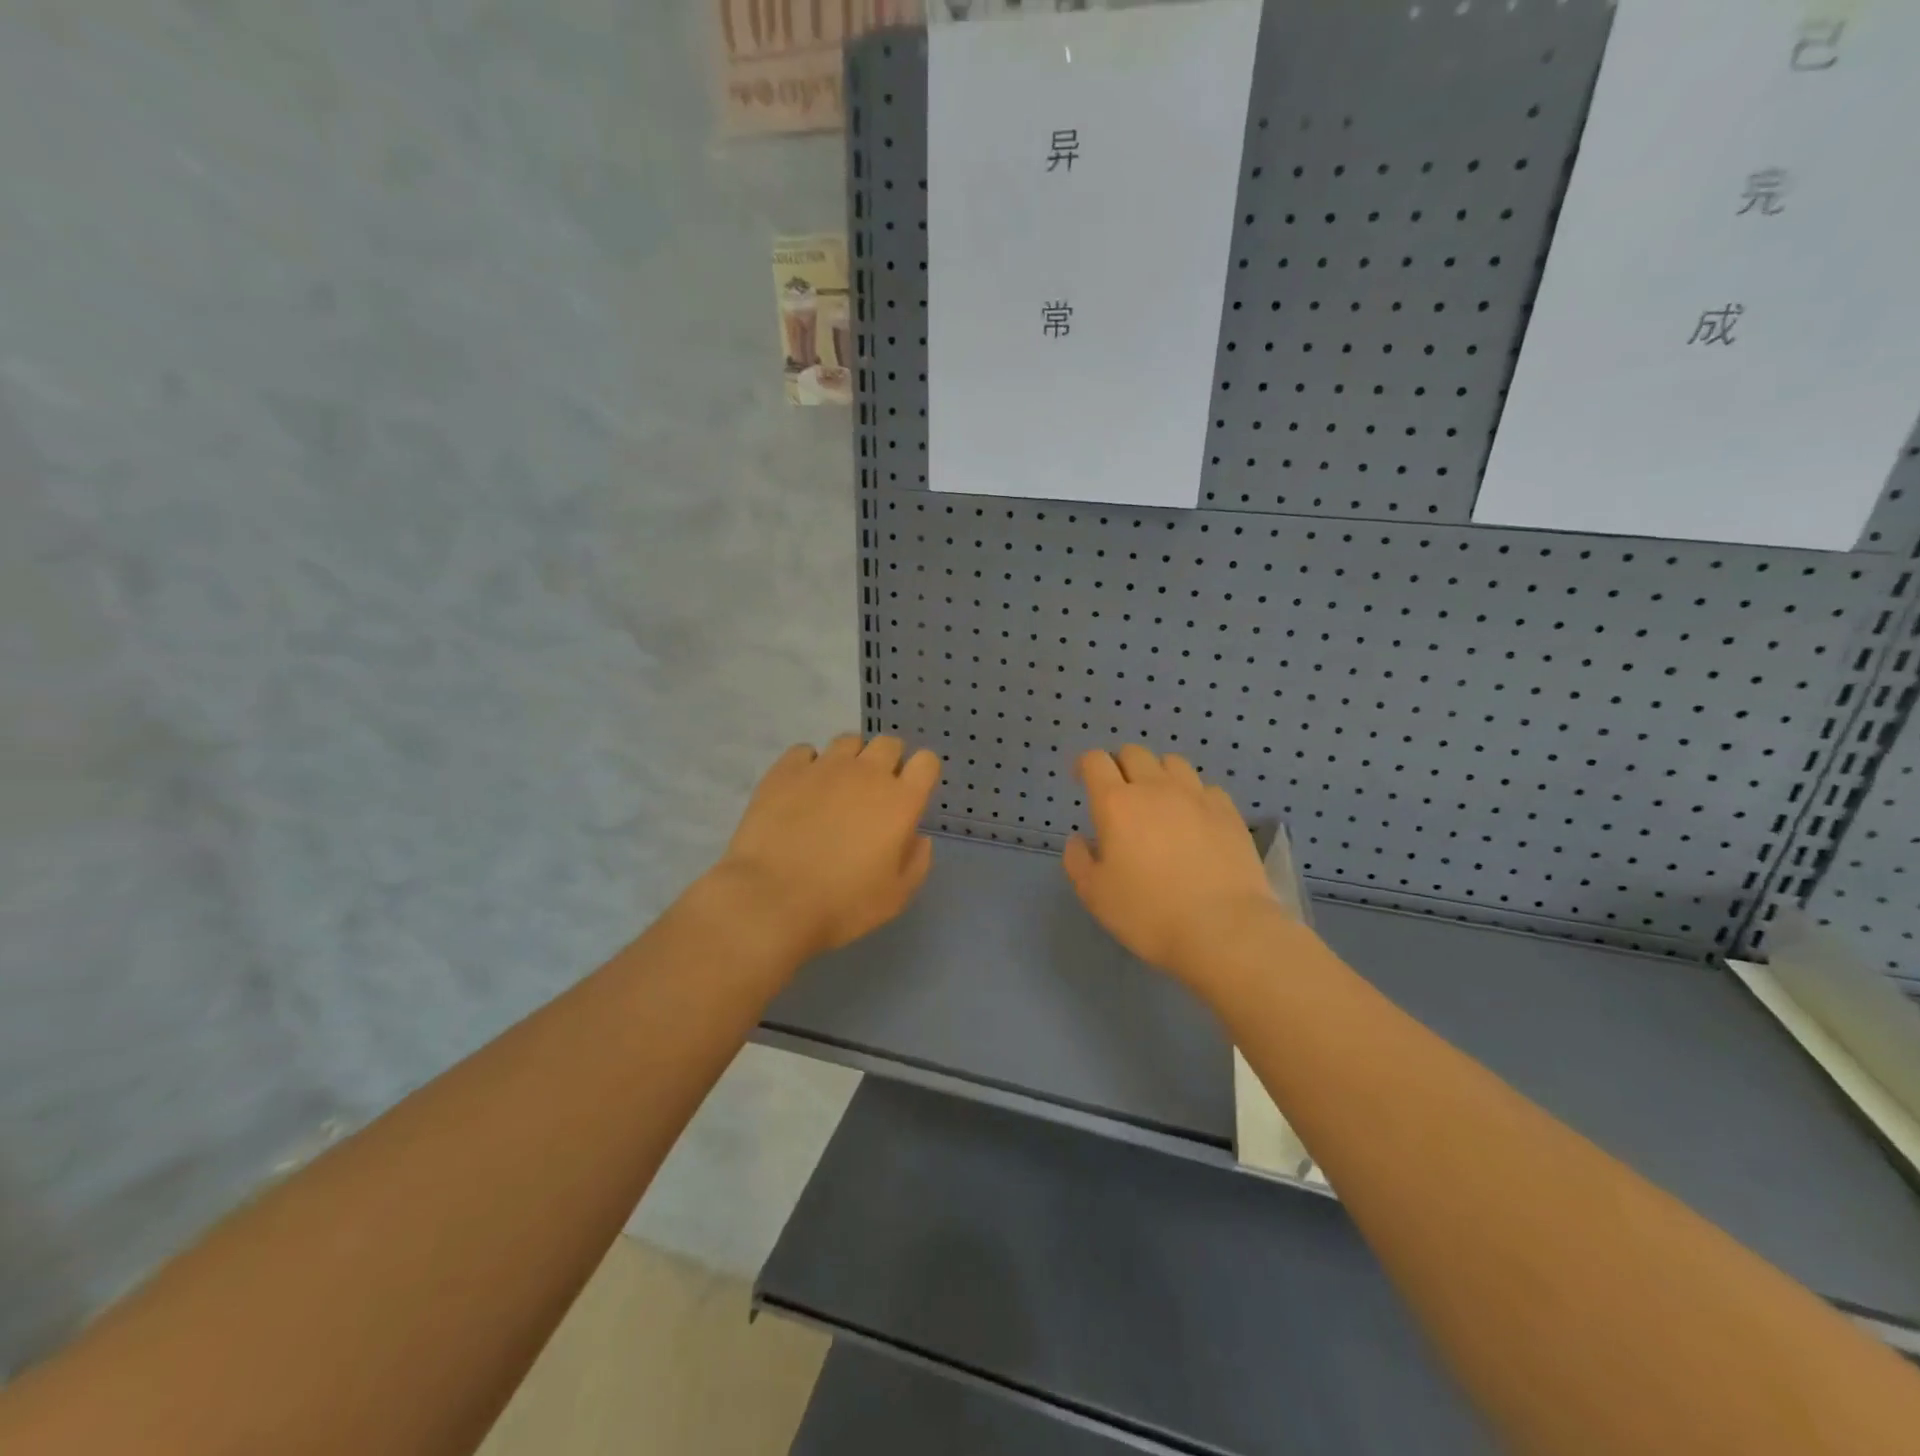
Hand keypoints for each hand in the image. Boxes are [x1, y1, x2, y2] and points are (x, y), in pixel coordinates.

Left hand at [714, 735, 941, 958]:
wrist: (772, 900)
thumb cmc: (843, 904)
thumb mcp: (897, 895)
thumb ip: (916, 860)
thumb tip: (916, 836)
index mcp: (901, 800)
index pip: (926, 762)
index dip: (921, 774)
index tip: (910, 794)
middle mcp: (867, 772)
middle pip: (889, 743)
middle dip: (888, 761)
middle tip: (874, 793)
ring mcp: (824, 766)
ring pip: (848, 741)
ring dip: (851, 759)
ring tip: (837, 788)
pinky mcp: (786, 770)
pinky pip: (805, 751)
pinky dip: (809, 765)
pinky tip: (801, 790)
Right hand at [1063, 745, 1283, 982]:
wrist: (1223, 929)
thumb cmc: (1148, 913)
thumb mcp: (1095, 895)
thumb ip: (1078, 860)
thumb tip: (1079, 839)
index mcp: (1116, 803)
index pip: (1095, 761)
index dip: (1085, 765)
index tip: (1082, 780)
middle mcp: (1155, 788)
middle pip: (1134, 753)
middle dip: (1120, 765)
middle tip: (1119, 794)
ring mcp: (1196, 796)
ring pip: (1172, 762)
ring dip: (1158, 774)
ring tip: (1158, 801)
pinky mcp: (1228, 811)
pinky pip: (1205, 787)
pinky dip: (1193, 795)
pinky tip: (1194, 819)